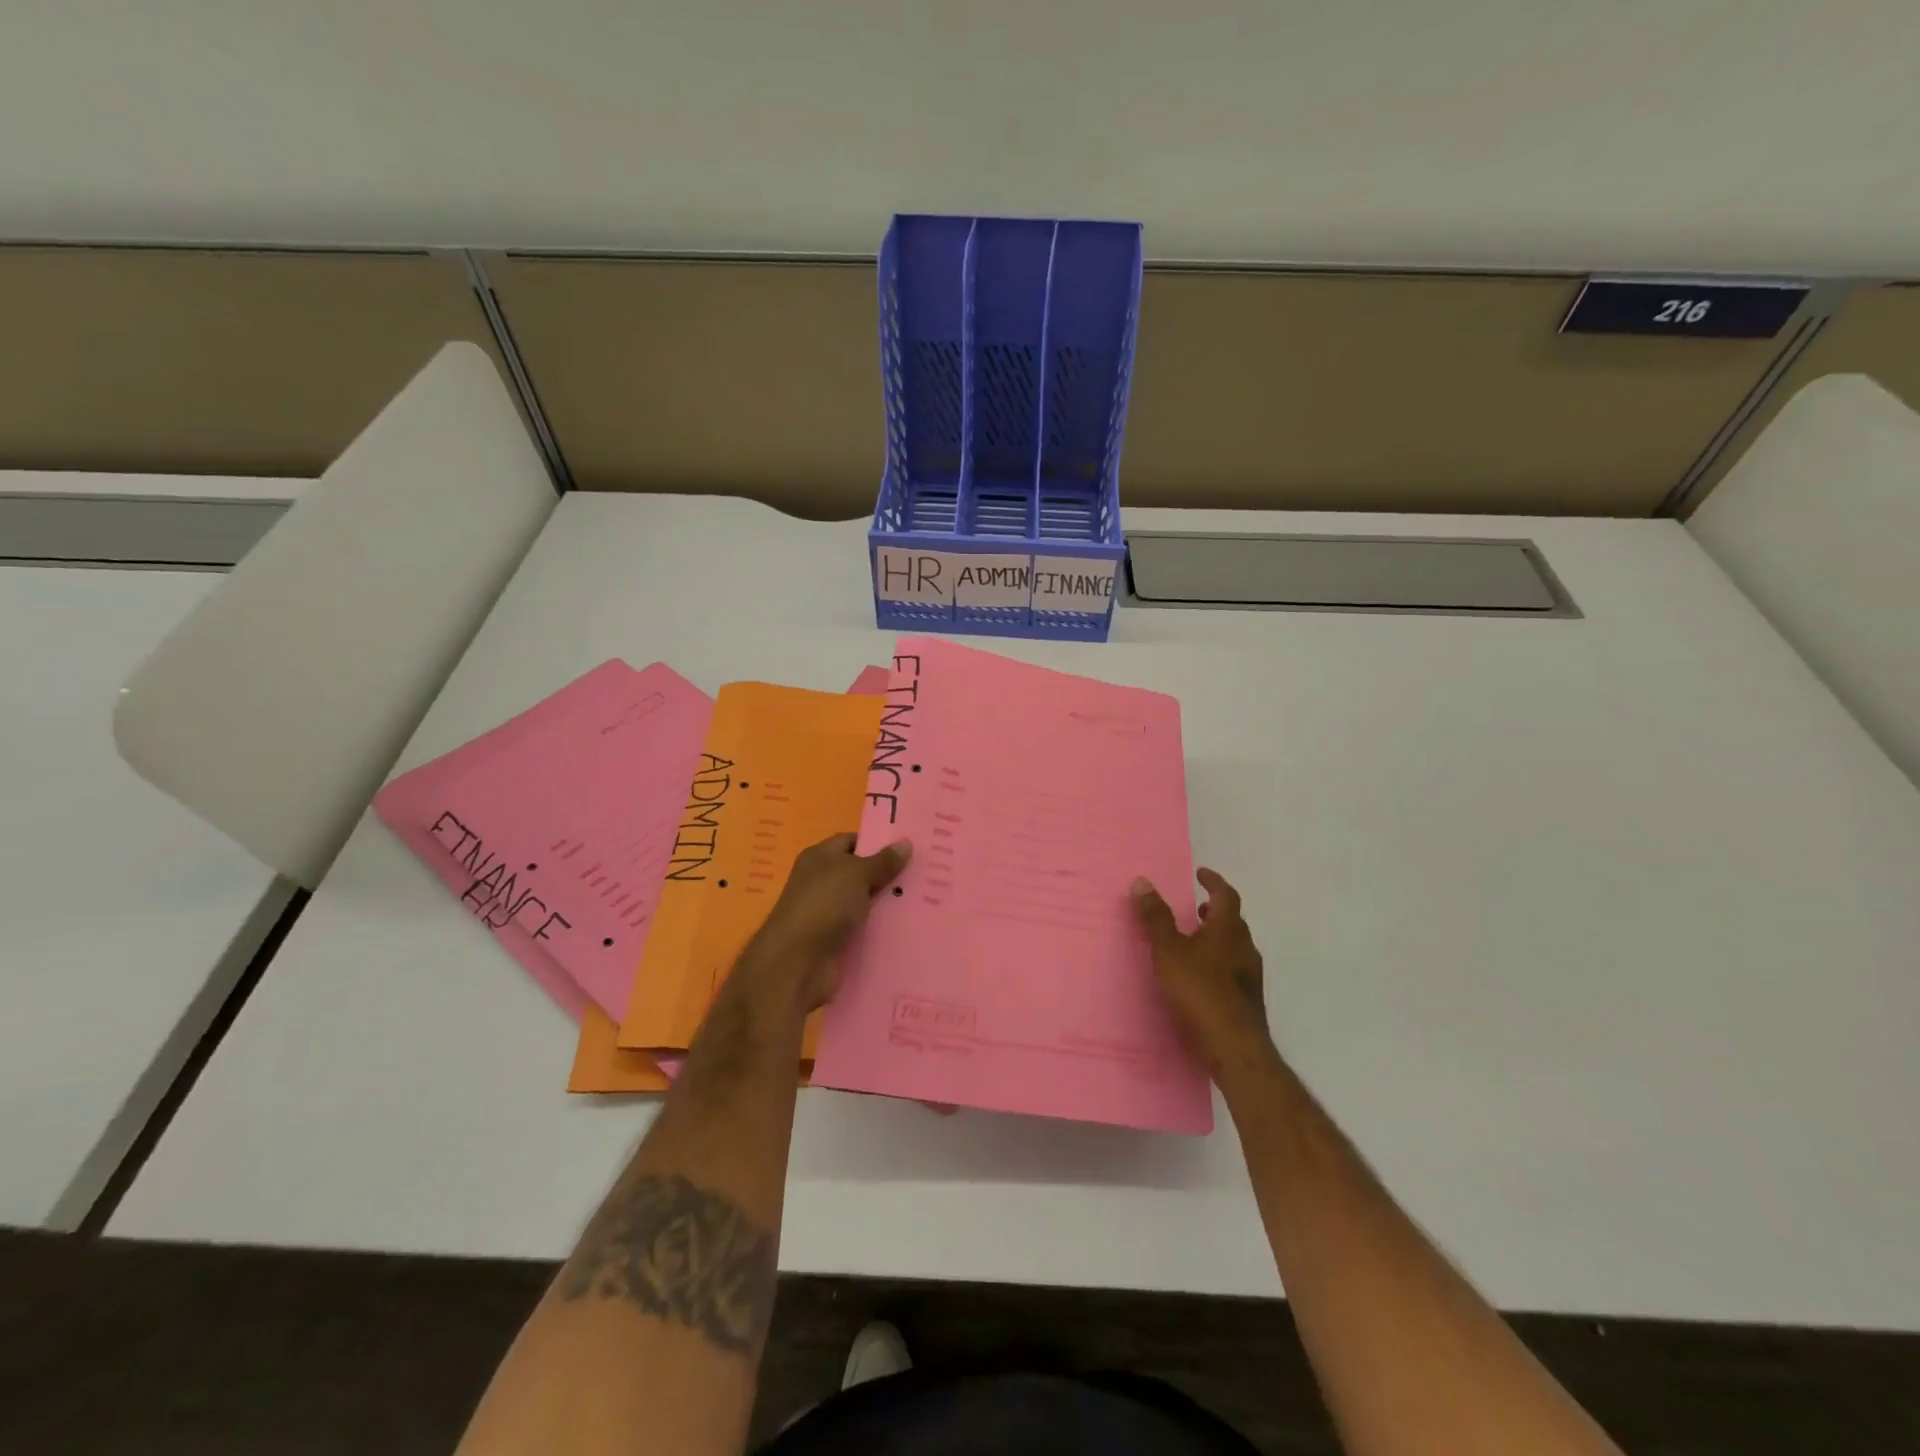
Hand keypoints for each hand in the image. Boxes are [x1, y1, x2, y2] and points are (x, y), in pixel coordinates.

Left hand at [738, 832, 910, 1015]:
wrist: (798, 963)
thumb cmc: (824, 905)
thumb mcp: (856, 874)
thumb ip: (882, 861)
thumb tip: (906, 842)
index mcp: (819, 858)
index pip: (851, 841)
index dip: (878, 842)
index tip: (909, 846)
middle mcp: (822, 882)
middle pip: (861, 872)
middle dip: (889, 873)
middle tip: (926, 872)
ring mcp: (829, 913)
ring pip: (866, 902)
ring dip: (890, 902)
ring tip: (927, 898)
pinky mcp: (838, 940)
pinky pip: (866, 927)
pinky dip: (883, 927)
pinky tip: (910, 925)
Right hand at [1131, 869, 1274, 1082]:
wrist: (1235, 1050)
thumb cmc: (1200, 992)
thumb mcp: (1169, 951)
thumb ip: (1156, 918)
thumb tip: (1142, 882)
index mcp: (1228, 931)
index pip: (1226, 896)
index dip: (1213, 882)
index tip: (1200, 874)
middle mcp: (1244, 949)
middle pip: (1233, 922)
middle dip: (1214, 911)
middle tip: (1195, 908)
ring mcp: (1250, 978)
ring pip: (1234, 947)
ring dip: (1216, 938)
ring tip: (1192, 942)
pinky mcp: (1247, 1002)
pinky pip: (1232, 970)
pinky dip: (1217, 962)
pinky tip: (1199, 978)